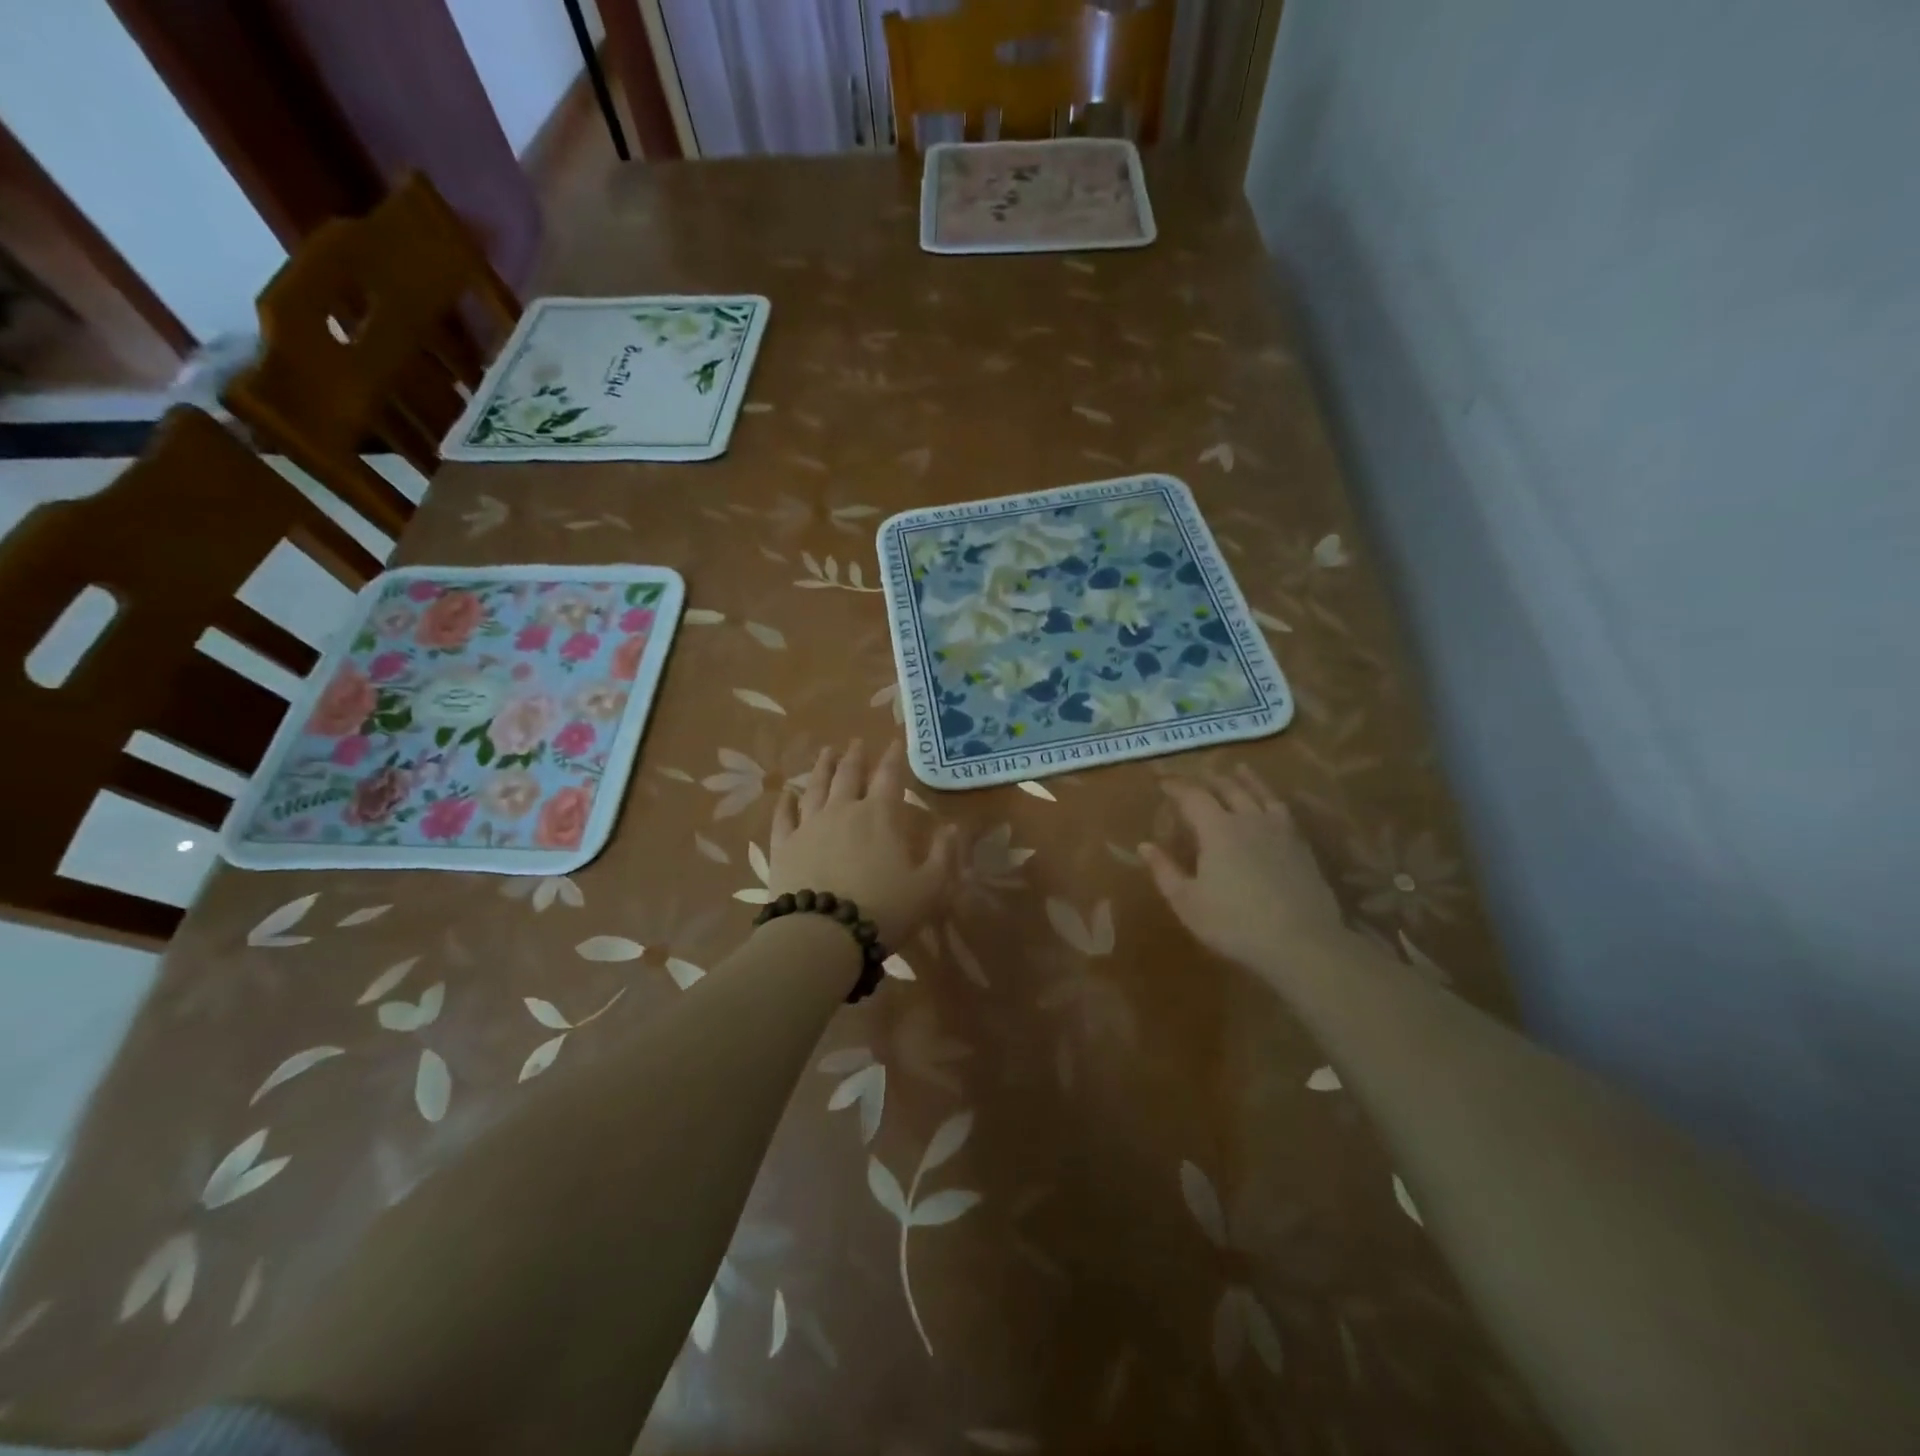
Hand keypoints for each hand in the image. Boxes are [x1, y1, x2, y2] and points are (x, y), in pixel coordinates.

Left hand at [770, 739, 958, 947]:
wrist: (823, 935)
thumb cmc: (884, 910)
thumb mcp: (929, 888)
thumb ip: (943, 855)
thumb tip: (952, 828)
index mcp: (880, 815)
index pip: (889, 777)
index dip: (893, 757)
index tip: (894, 741)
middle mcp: (843, 810)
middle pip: (848, 774)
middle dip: (854, 756)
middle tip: (856, 742)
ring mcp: (809, 826)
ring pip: (815, 787)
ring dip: (822, 767)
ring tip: (826, 752)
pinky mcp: (784, 846)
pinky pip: (783, 817)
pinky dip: (786, 803)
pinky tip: (787, 794)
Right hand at [1140, 765, 1346, 975]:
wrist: (1302, 943)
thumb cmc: (1234, 923)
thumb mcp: (1187, 902)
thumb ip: (1164, 871)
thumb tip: (1144, 845)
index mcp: (1217, 829)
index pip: (1193, 796)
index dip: (1176, 786)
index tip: (1162, 782)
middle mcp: (1248, 819)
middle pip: (1228, 788)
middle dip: (1208, 779)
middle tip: (1196, 777)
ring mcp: (1279, 830)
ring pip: (1260, 793)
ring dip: (1245, 779)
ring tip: (1238, 769)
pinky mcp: (1301, 846)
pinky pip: (1283, 810)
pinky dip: (1271, 797)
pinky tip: (1272, 803)